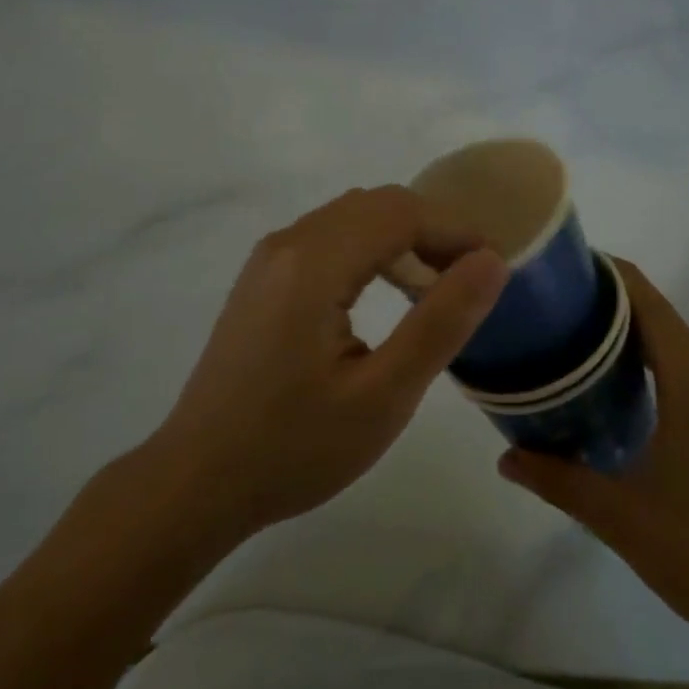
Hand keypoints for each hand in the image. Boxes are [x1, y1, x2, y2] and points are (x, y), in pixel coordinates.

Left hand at [144, 186, 505, 548]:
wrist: (195, 483)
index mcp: (313, 263)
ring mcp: (269, 258)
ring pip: (354, 216)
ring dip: (402, 238)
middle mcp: (288, 243)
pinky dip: (371, 249)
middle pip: (378, 204)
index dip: (456, 231)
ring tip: (435, 288)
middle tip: (469, 282)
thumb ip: (441, 322)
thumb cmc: (293, 448)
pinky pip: (330, 237)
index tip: (494, 270)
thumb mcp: (383, 396)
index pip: (402, 212)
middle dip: (432, 230)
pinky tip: (385, 294)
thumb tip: (492, 261)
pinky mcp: (263, 277)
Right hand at [498, 260, 688, 657]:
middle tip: (554, 302)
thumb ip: (558, 480)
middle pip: (660, 315)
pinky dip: (649, 358)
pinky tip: (615, 386)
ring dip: (630, 330)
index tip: (564, 265)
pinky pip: (684, 370)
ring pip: (674, 343)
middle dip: (610, 299)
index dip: (610, 273)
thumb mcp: (618, 516)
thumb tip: (504, 458)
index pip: (649, 302)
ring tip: (574, 335)